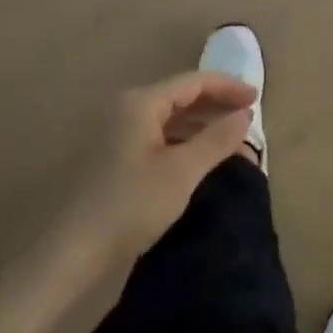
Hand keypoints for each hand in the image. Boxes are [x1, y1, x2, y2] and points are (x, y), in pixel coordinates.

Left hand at [67, 71, 257, 263]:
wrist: (75, 251)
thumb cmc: (131, 204)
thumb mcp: (182, 171)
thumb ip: (216, 138)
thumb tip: (245, 114)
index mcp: (141, 102)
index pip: (193, 81)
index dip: (227, 87)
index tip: (257, 99)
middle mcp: (128, 107)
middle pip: (181, 95)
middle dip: (217, 105)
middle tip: (248, 119)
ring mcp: (119, 131)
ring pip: (171, 117)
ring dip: (202, 125)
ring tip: (232, 141)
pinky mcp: (116, 155)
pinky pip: (160, 135)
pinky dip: (185, 141)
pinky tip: (202, 157)